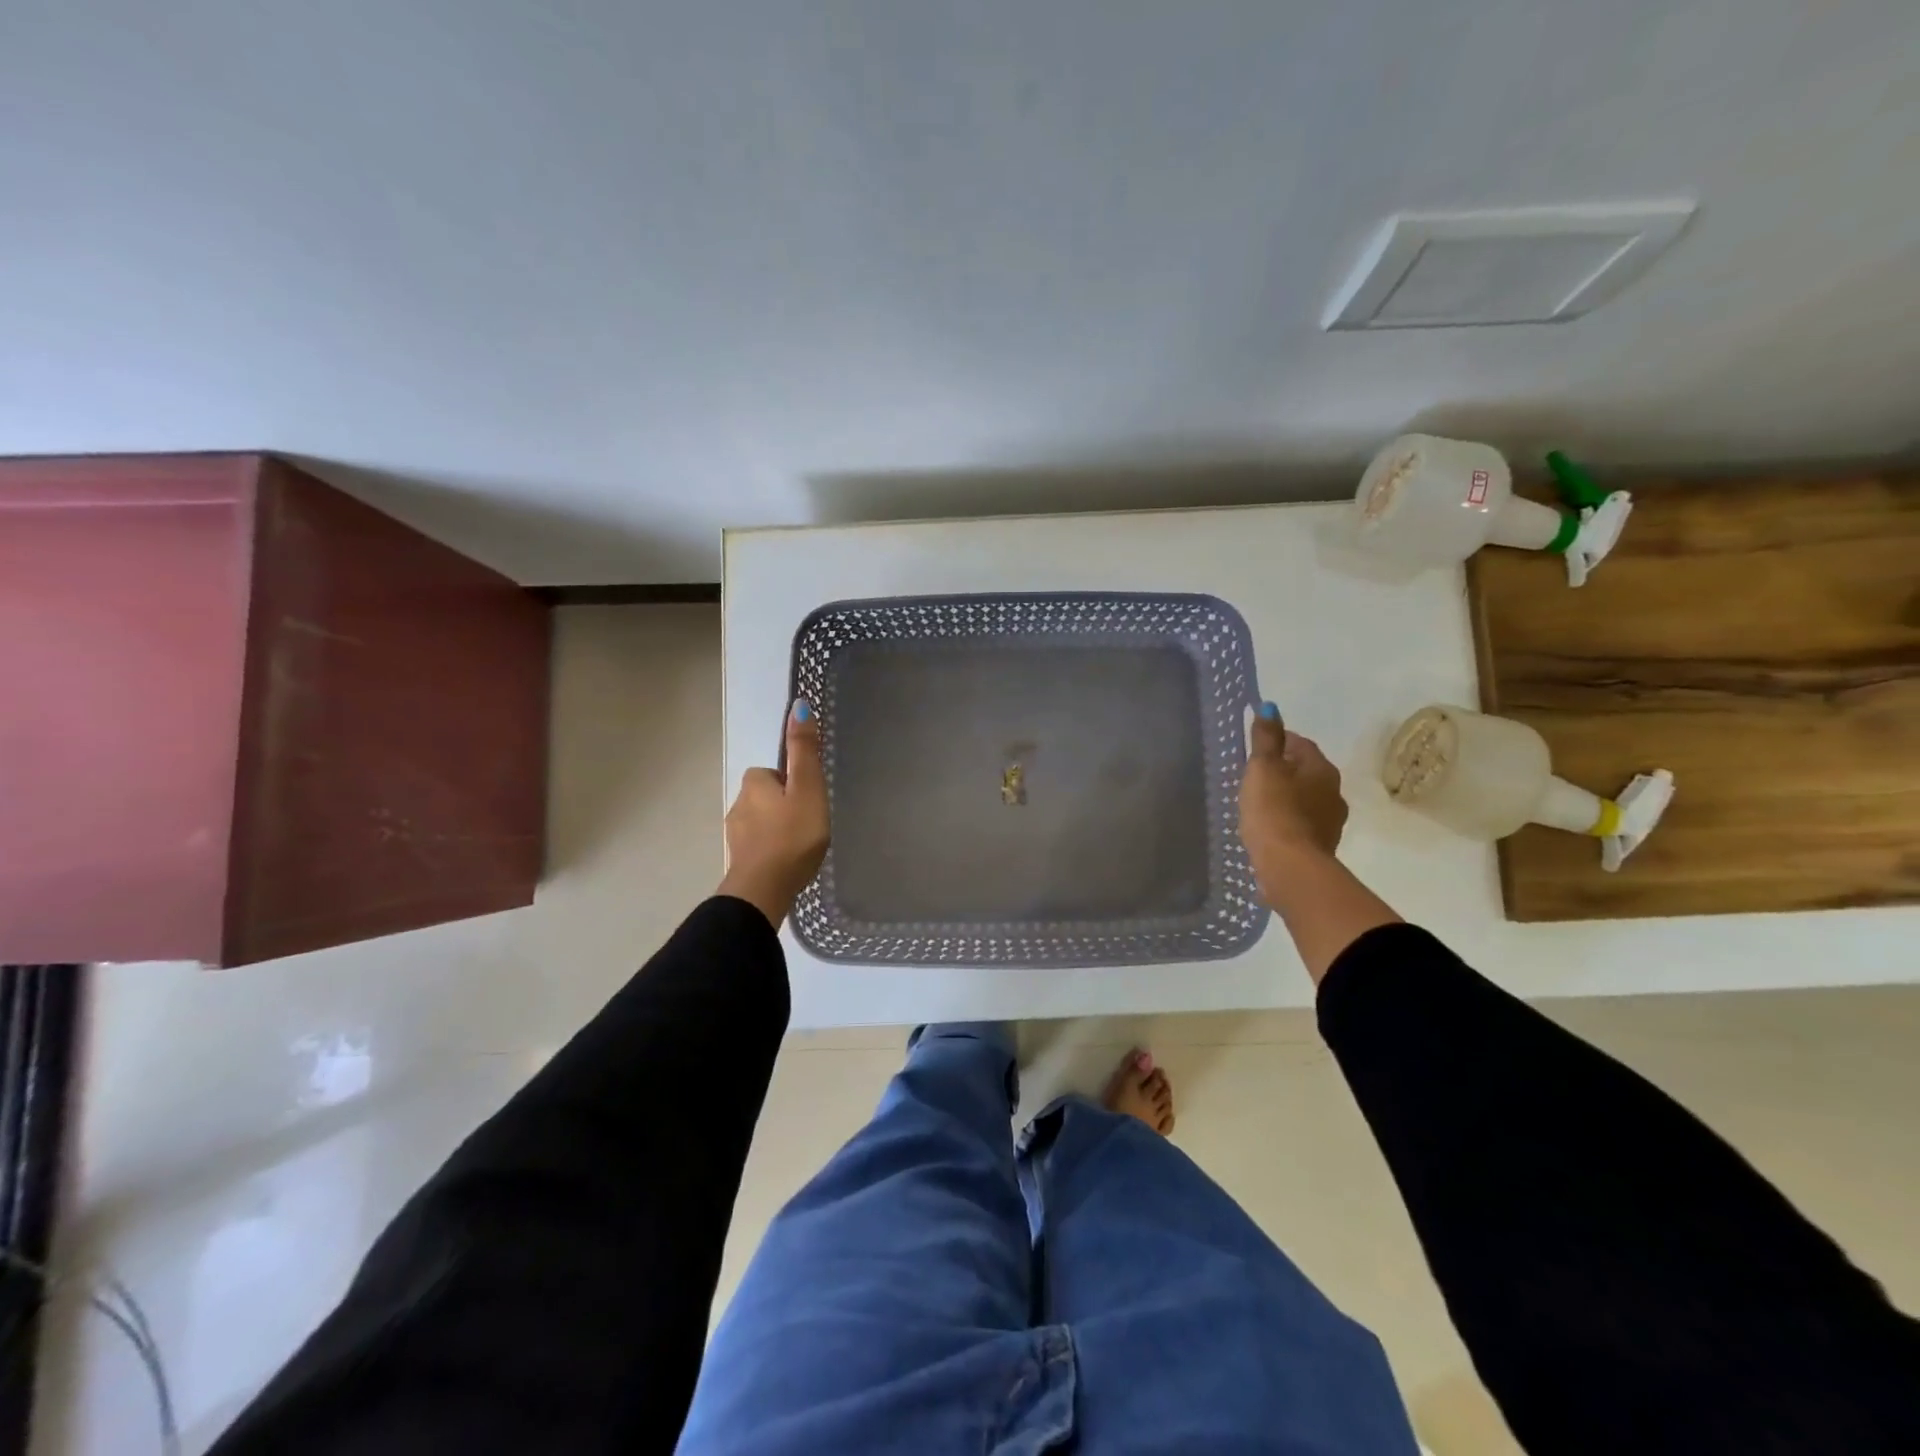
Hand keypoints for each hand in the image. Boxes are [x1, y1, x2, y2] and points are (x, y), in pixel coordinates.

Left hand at [718, 700, 830, 928]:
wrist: (764, 890)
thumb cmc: (792, 836)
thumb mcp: (807, 788)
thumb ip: (804, 751)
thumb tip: (798, 705)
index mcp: (754, 783)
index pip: (773, 773)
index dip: (792, 783)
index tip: (808, 801)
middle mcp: (738, 804)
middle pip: (766, 796)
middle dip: (784, 806)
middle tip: (808, 824)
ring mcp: (735, 835)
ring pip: (761, 823)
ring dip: (777, 829)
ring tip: (800, 846)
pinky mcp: (739, 860)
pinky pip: (758, 847)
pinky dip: (771, 850)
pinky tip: (786, 863)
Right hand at [1239, 706, 1348, 898]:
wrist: (1290, 867)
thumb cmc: (1274, 810)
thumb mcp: (1263, 768)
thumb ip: (1266, 738)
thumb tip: (1270, 706)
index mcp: (1321, 768)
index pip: (1300, 744)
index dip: (1278, 743)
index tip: (1256, 750)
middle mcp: (1333, 791)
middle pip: (1305, 771)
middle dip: (1283, 771)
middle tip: (1254, 776)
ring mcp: (1331, 821)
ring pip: (1305, 798)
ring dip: (1287, 797)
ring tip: (1259, 803)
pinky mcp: (1320, 845)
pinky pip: (1302, 823)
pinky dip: (1288, 820)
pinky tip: (1269, 827)